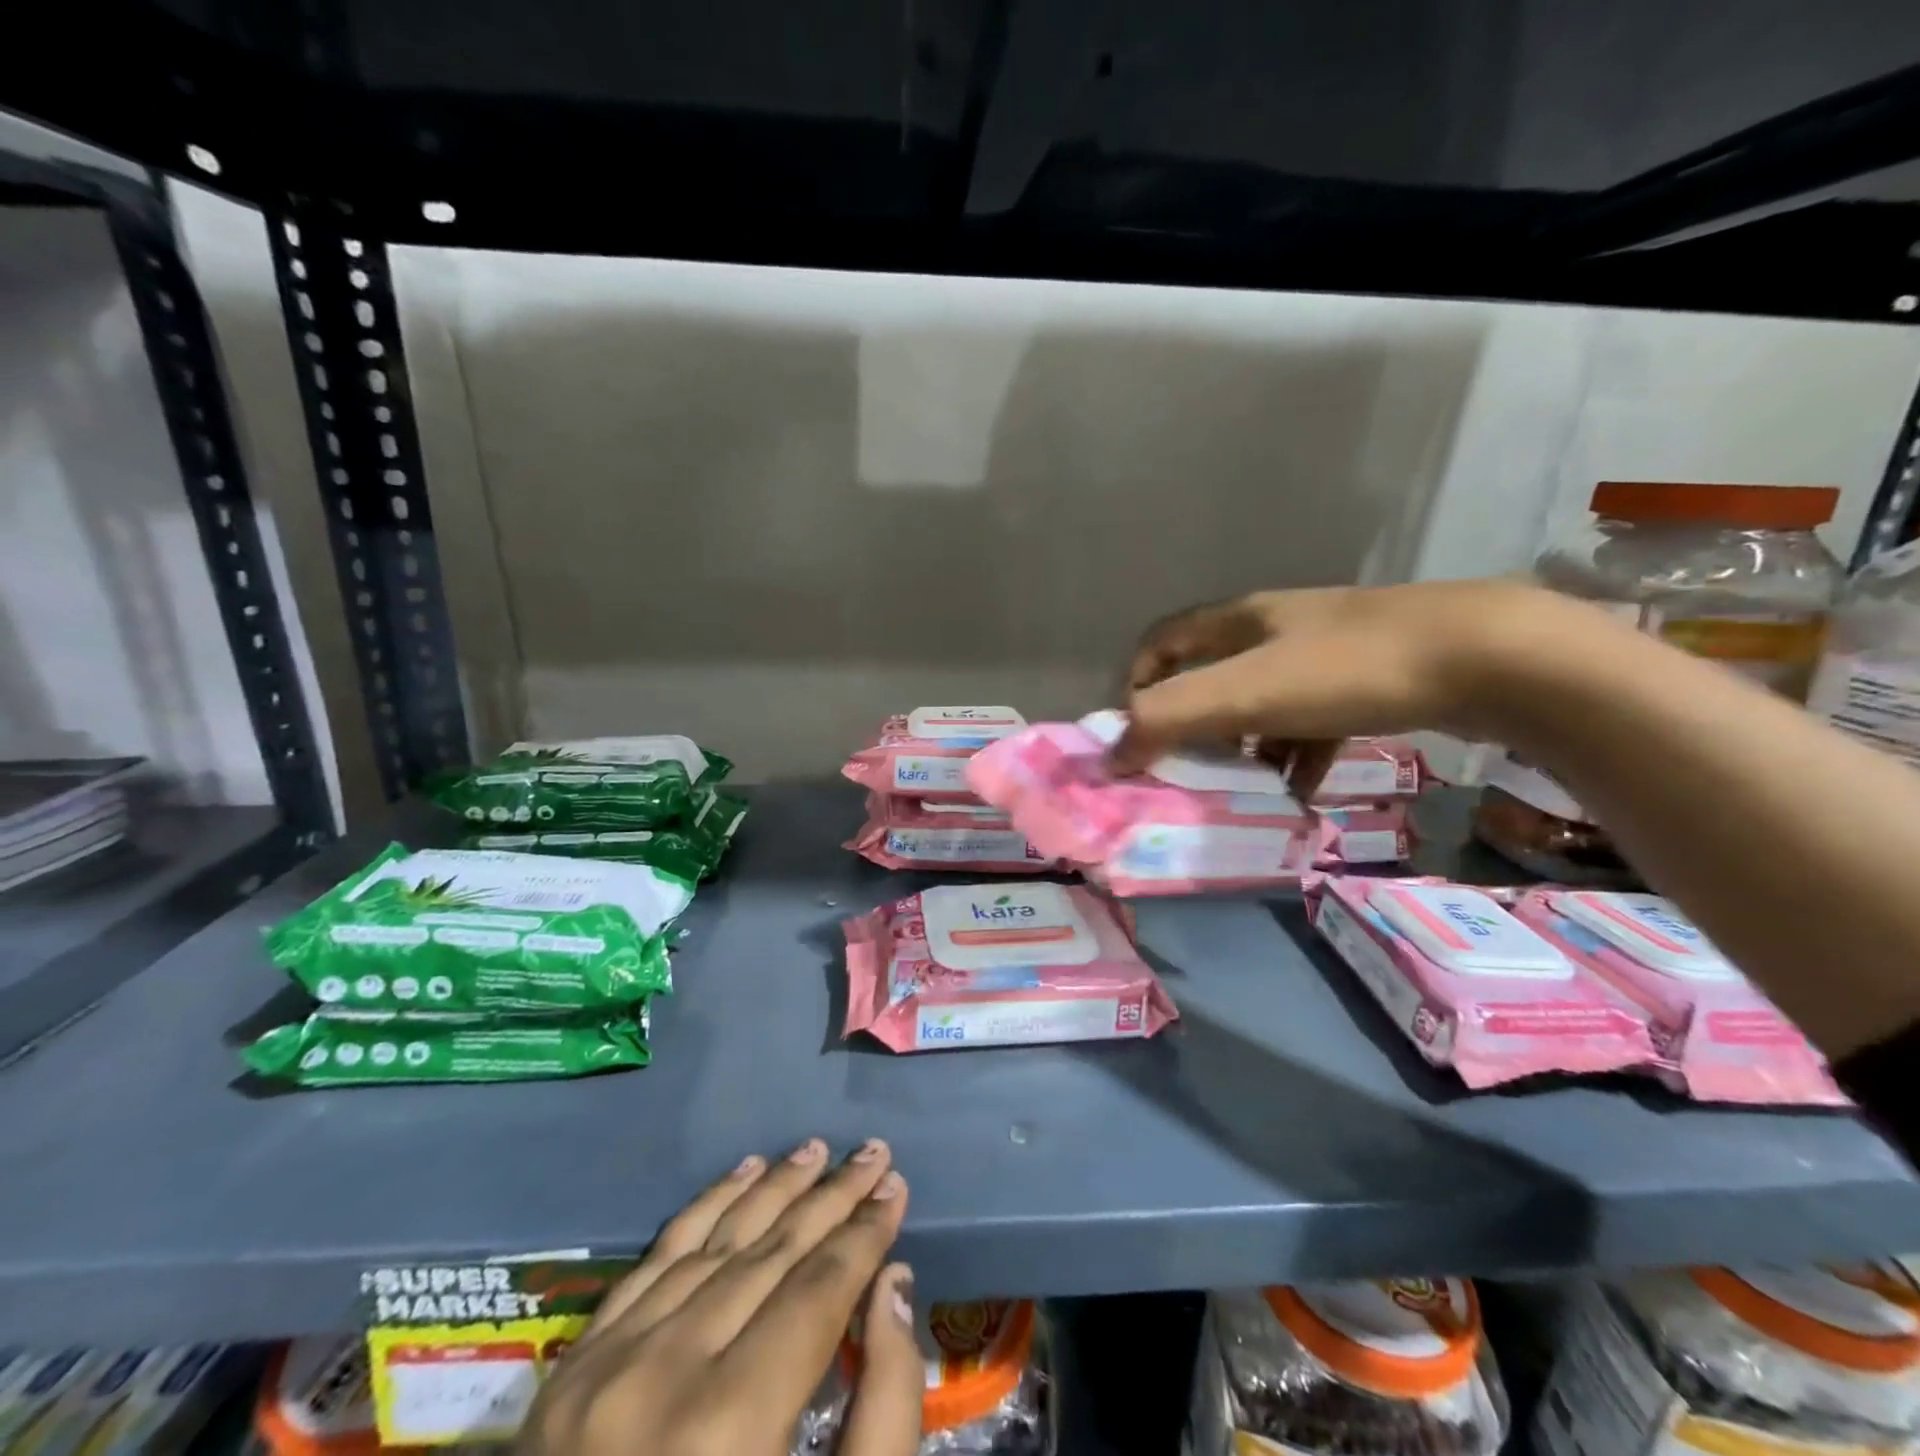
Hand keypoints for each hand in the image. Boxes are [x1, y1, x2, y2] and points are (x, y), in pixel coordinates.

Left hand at [518, 1139, 919, 1455]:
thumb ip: (881, 1414)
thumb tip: (893, 1287)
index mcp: (729, 1429)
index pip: (816, 1291)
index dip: (864, 1234)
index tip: (898, 1186)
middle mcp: (664, 1377)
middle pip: (770, 1254)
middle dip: (831, 1197)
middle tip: (873, 1151)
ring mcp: (606, 1367)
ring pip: (713, 1242)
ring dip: (772, 1188)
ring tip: (816, 1150)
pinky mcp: (571, 1371)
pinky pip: (654, 1260)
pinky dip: (704, 1209)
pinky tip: (741, 1172)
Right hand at [1117, 580, 1570, 791]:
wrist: (1490, 658)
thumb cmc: (1348, 668)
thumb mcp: (1246, 692)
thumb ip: (1169, 719)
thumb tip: (1112, 756)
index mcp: (1240, 619)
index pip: (1162, 642)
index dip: (1138, 683)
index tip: (1138, 734)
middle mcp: (1277, 630)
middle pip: (1212, 678)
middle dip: (1192, 727)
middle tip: (1186, 773)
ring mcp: (1326, 655)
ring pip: (1262, 705)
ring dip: (1244, 748)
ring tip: (1242, 793)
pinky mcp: (1368, 683)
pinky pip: (1311, 725)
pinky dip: (1296, 758)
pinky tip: (1300, 795)